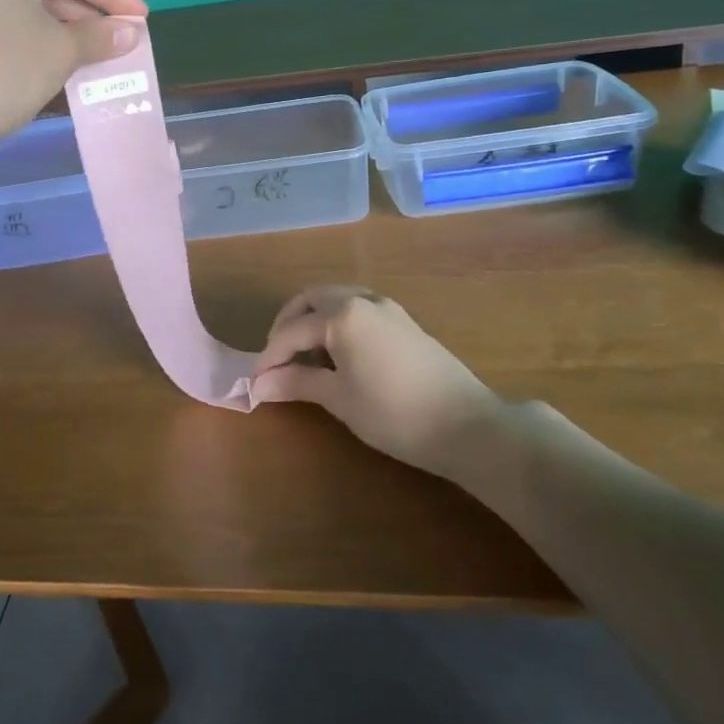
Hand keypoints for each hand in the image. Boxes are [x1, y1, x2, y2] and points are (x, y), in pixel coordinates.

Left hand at [0, 0, 147, 151]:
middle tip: (122, 39)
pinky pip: (13, 33)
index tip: (142, 18)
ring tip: (100, 56)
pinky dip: (42, 46)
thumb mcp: (62, 50)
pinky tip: (64, 68)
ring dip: (68, 34)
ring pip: (31, 14)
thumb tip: (130, 33)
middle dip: (90, 16)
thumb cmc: (6, 70)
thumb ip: (100, 37)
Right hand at [252, 286, 502, 477]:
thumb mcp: (339, 399)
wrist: (466, 425)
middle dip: (289, 323)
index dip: (270, 356)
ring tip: (306, 355)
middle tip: (277, 356)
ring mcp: (387, 308)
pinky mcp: (404, 321)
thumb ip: (297, 383)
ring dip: (315, 318)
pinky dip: (338, 321)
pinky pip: (359, 307)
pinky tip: (339, 354)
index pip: (292, 330)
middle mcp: (363, 300)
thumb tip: (259, 384)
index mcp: (342, 314)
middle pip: (313, 298)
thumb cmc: (393, 413)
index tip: (256, 381)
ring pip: (338, 298)